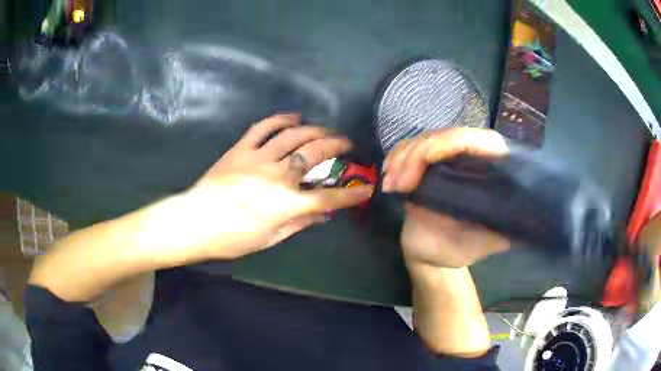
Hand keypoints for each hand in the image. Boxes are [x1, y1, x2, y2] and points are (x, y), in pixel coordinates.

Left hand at [164, 114, 373, 260]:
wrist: (195, 222)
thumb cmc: (233, 238)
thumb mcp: (270, 239)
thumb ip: (300, 223)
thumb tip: (324, 214)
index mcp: (287, 204)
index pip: (330, 197)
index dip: (352, 194)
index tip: (366, 188)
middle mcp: (278, 176)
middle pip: (316, 154)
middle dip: (338, 146)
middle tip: (347, 144)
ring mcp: (259, 158)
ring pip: (295, 136)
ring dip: (315, 130)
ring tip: (325, 130)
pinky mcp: (241, 149)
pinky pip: (263, 127)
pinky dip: (281, 119)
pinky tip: (294, 117)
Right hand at [382, 128, 509, 268]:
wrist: (431, 254)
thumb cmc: (459, 250)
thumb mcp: (486, 243)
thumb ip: (506, 229)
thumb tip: (527, 216)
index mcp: (491, 170)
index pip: (479, 140)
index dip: (451, 141)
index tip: (425, 160)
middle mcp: (471, 157)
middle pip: (445, 135)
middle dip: (417, 155)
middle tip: (399, 185)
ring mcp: (447, 157)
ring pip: (423, 138)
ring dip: (402, 157)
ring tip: (391, 185)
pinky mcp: (426, 162)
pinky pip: (408, 147)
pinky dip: (395, 157)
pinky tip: (388, 175)